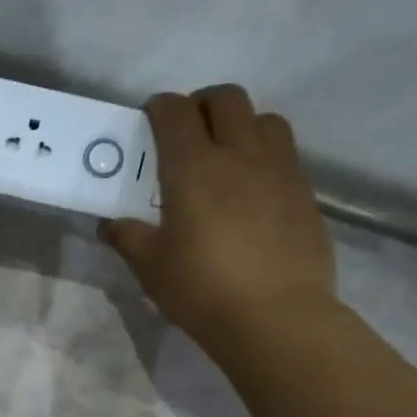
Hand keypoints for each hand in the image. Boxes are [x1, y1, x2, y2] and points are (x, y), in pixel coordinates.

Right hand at [101, 85, 335, 360]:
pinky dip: (265, 157)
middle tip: (187, 133)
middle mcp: (239, 155)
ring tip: (226, 157)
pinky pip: (285, 155)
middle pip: (226, 98)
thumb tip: (111, 225)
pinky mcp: (305, 193)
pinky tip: (252, 193)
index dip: (159, 108)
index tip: (149, 123)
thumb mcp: (150, 267)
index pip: (174, 111)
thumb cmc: (201, 289)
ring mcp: (279, 171)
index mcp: (193, 167)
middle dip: (202, 105)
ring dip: (241, 125)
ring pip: (265, 119)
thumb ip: (128, 237)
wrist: (275, 318)